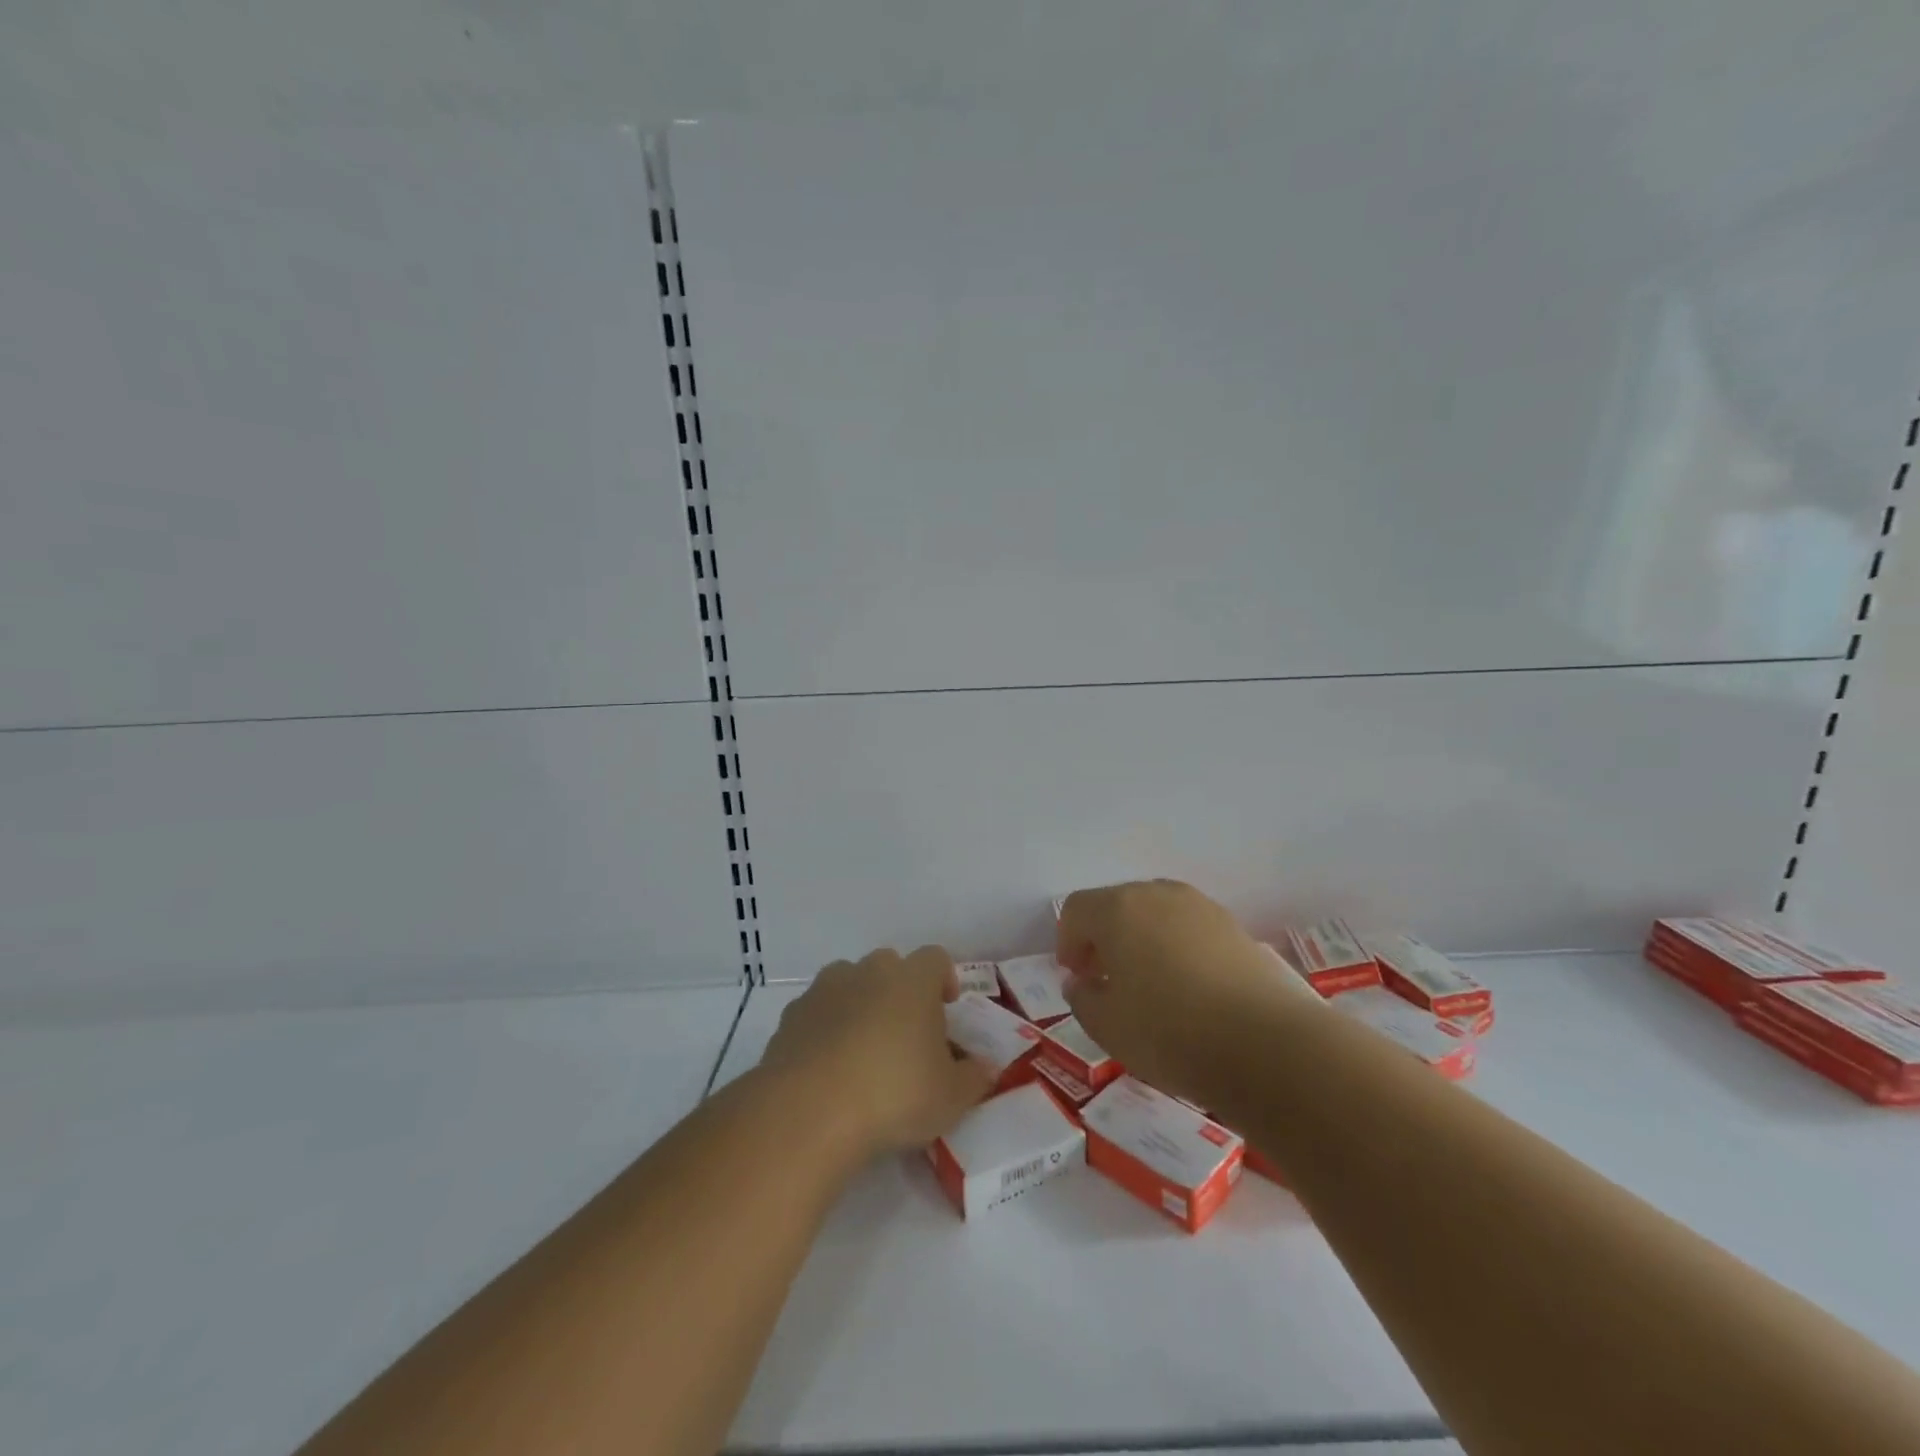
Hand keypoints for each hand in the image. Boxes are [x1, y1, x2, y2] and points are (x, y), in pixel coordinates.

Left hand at [758, 946, 996, 1159]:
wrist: (808, 1111)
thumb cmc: (894, 1094)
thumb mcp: (951, 1098)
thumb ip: (974, 1078)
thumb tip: (985, 1067)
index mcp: (912, 980)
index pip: (936, 958)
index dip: (944, 978)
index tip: (947, 1008)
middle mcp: (868, 971)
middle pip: (890, 965)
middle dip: (900, 990)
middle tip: (906, 1033)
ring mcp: (824, 989)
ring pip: (849, 983)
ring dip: (860, 1005)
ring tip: (864, 1050)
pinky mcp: (791, 1016)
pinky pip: (817, 1012)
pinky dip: (825, 1029)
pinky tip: (828, 1068)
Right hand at [1056, 880, 1317, 1106]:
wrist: (1268, 1046)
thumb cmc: (1170, 1033)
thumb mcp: (1106, 1027)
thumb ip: (1082, 998)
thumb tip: (1082, 982)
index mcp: (1117, 909)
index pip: (1076, 909)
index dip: (1067, 942)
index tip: (1077, 979)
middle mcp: (1157, 894)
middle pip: (1115, 905)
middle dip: (1103, 938)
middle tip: (1106, 982)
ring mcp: (1201, 907)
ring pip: (1155, 914)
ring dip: (1141, 940)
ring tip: (1150, 987)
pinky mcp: (1234, 927)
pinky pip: (1189, 928)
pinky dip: (1177, 948)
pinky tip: (1188, 990)